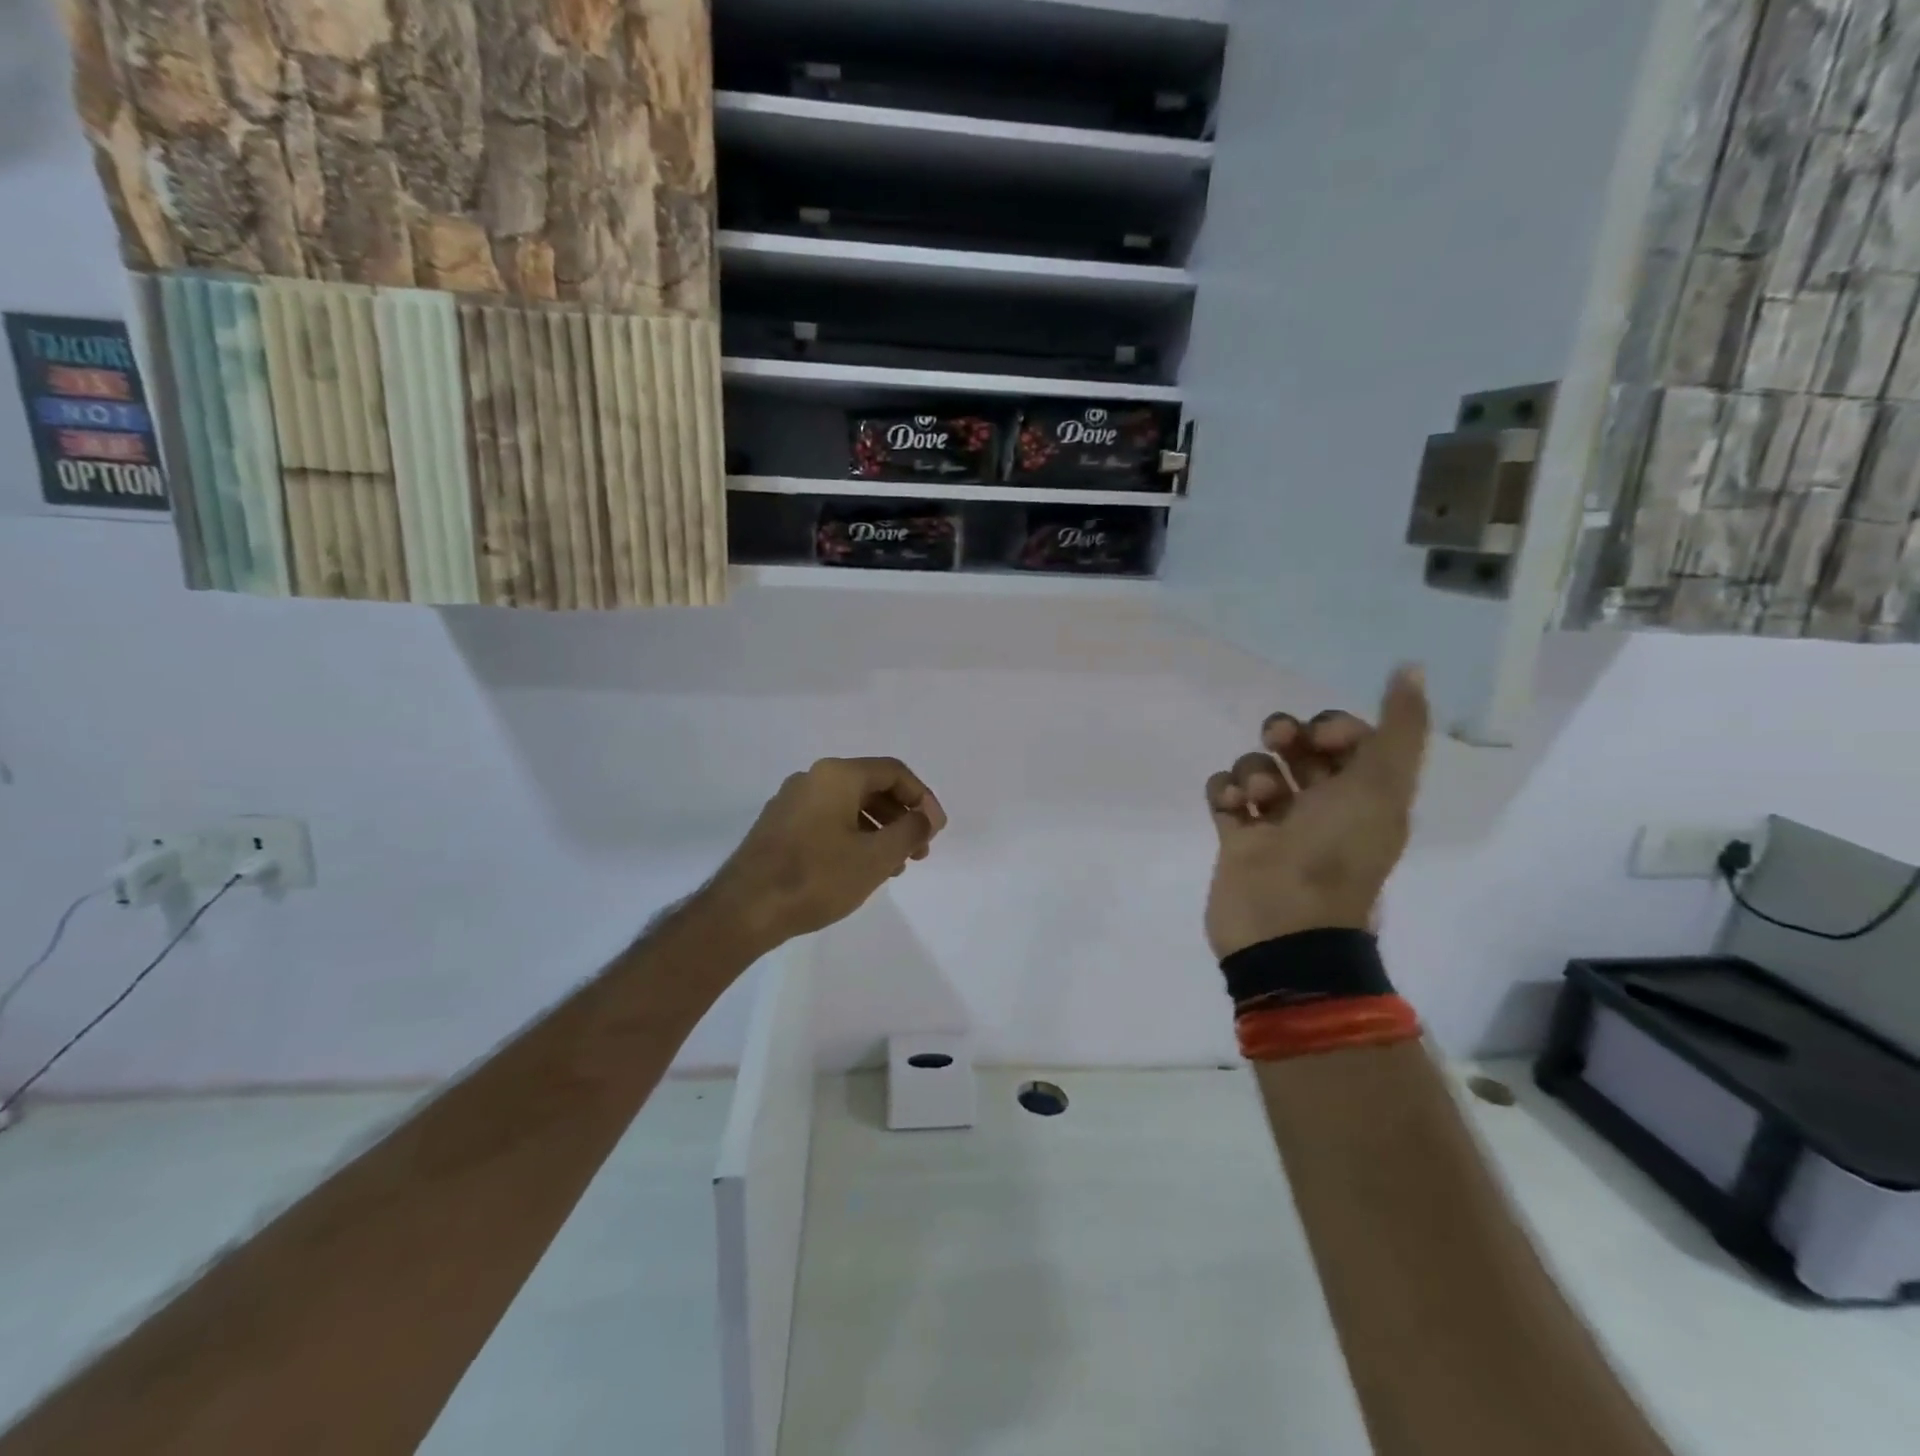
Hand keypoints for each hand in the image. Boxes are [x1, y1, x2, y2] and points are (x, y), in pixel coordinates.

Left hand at [710, 757, 946, 951]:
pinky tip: (860, 868)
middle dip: (901, 817)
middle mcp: (812, 779)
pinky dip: (853, 837)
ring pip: (849, 806)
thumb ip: (910, 831)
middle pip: (871, 787)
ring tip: (894, 866)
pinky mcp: (779, 826)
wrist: (744, 910)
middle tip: (919, 851)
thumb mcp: (876, 857)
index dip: (922, 798)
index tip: (935, 831)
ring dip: (879, 830)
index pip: (894, 772)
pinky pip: (828, 820)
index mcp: (837, 775)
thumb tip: (927, 817)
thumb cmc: (817, 878)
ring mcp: (791, 802)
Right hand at [1203, 666, 1429, 958]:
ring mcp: (1275, 821)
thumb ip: (1400, 727)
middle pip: (1297, 745)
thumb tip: (1411, 667)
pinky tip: (1230, 807)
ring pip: (1257, 768)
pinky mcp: (1236, 837)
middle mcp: (1321, 802)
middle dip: (1285, 735)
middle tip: (1278, 745)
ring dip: (1252, 772)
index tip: (1321, 739)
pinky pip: (1222, 793)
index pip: (1345, 736)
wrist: (1284, 924)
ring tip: (1256, 801)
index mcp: (1363, 793)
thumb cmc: (1335, 852)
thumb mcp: (1382, 785)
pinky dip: (1222, 791)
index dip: (1332, 726)